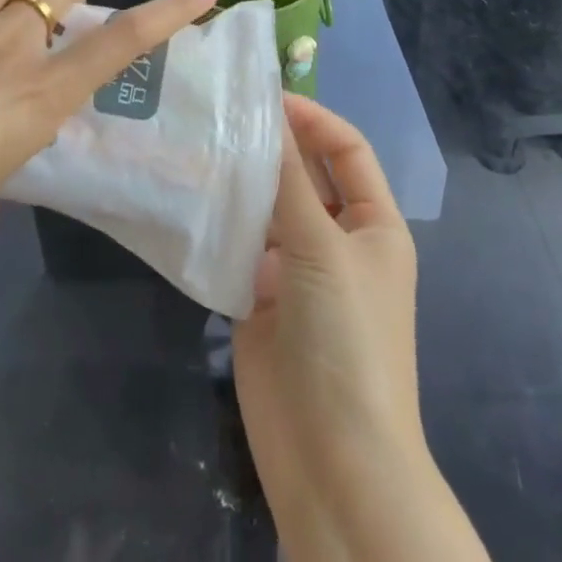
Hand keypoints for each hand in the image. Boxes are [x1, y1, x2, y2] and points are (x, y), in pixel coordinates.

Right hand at [234, 97, 487, 561]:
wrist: (333, 465)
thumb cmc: (347, 339)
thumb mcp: (323, 247)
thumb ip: (289, 180)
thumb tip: (267, 112)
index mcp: (374, 223)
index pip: (346, 149)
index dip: (313, 118)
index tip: (264, 95)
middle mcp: (338, 240)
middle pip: (305, 176)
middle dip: (271, 146)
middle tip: (218, 111)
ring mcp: (297, 272)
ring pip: (268, 209)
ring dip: (240, 182)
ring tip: (195, 143)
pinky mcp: (260, 301)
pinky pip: (240, 248)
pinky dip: (219, 224)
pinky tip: (187, 196)